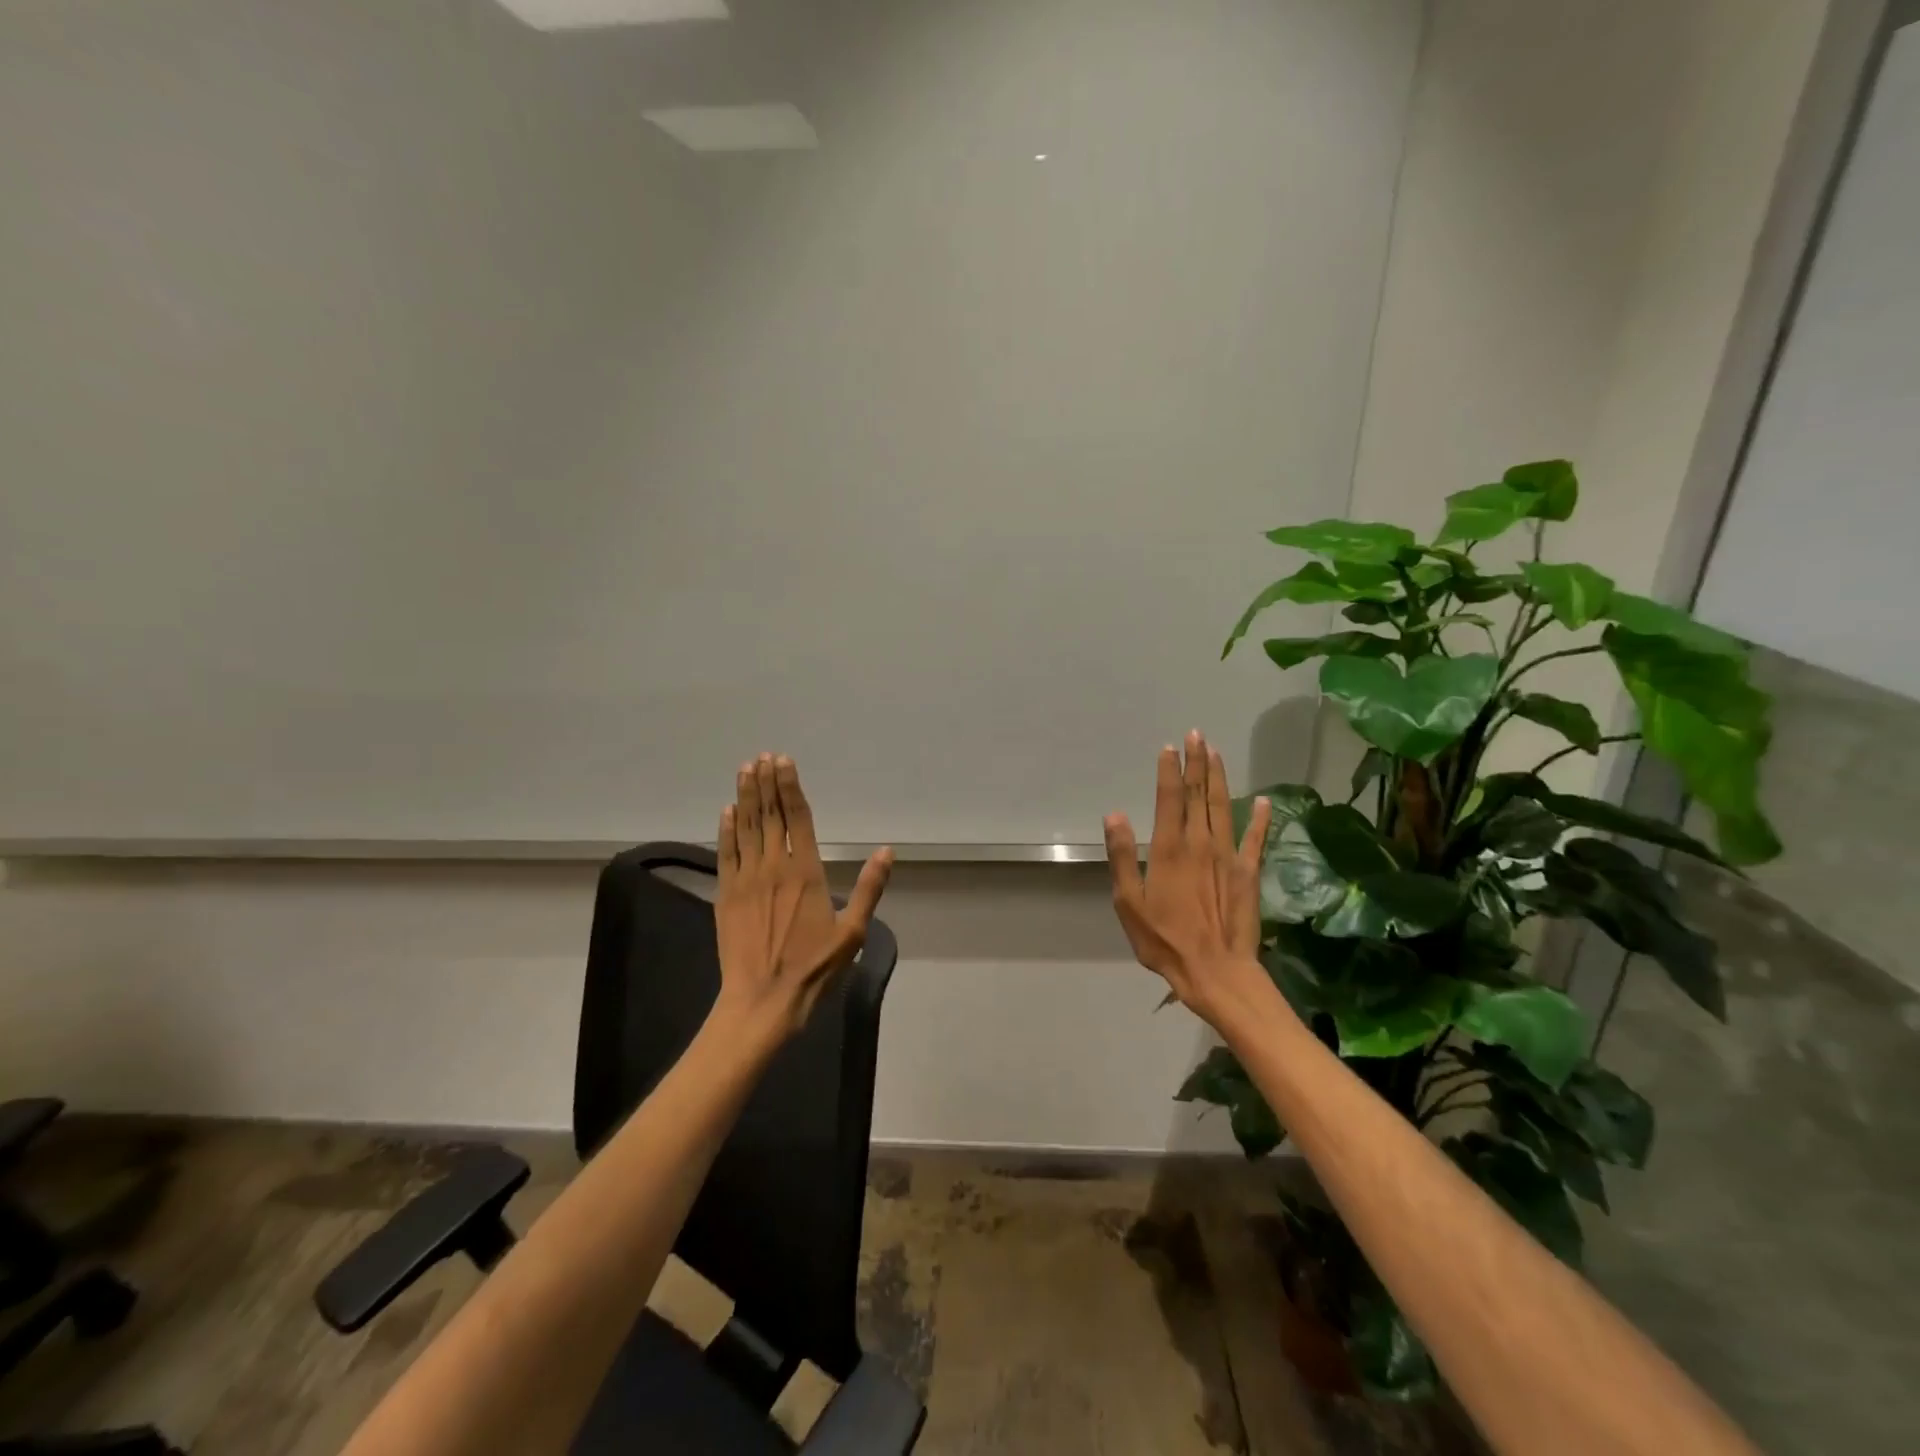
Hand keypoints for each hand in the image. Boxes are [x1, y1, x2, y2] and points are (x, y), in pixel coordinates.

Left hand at [714, 754, 893, 1039]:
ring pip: (746, 828)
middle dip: (766, 783)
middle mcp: (774, 867)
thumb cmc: (813, 968)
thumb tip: (887, 851)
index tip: (783, 761)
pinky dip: (726, 830)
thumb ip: (868, 888)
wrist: (762, 1001)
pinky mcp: (726, 895)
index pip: (797, 819)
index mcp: (806, 872)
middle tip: (762, 757)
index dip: (790, 788)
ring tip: (746, 770)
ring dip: (745, 797)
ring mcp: (746, 880)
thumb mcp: (852, 932)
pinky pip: (726, 854)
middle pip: (769, 816)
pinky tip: (726, 811)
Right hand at [1103, 731, 1272, 1026]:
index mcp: (1169, 849)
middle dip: (1196, 763)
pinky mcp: (1249, 873)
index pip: (1169, 799)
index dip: (1169, 771)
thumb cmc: (1164, 940)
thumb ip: (1122, 856)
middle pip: (1199, 795)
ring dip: (1219, 778)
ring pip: (1223, 807)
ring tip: (1216, 752)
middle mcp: (1200, 844)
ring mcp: (1228, 856)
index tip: (1169, 748)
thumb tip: (1114, 815)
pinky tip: (1262, 800)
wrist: (1215, 971)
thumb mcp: (1129, 902)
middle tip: (1196, 735)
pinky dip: (1259, 818)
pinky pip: (1255, 838)